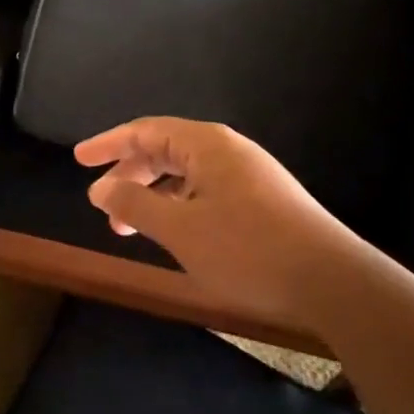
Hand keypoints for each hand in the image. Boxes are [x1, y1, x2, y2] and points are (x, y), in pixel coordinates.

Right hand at [76, 117, 361, 326]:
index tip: (78, 159)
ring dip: (153, 195)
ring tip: (129, 227)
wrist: (335, 283)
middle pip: (165, 149)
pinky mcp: (263, 200)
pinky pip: (206, 190)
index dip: (108, 144)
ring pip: (186, 173)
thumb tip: (99, 189)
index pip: (145, 131)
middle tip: (102, 202)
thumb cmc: (248, 250)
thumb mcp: (180, 230)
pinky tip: (173, 232)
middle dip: (129, 174)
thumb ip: (134, 206)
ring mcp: (249, 174)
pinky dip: (179, 206)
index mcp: (206, 144)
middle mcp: (227, 150)